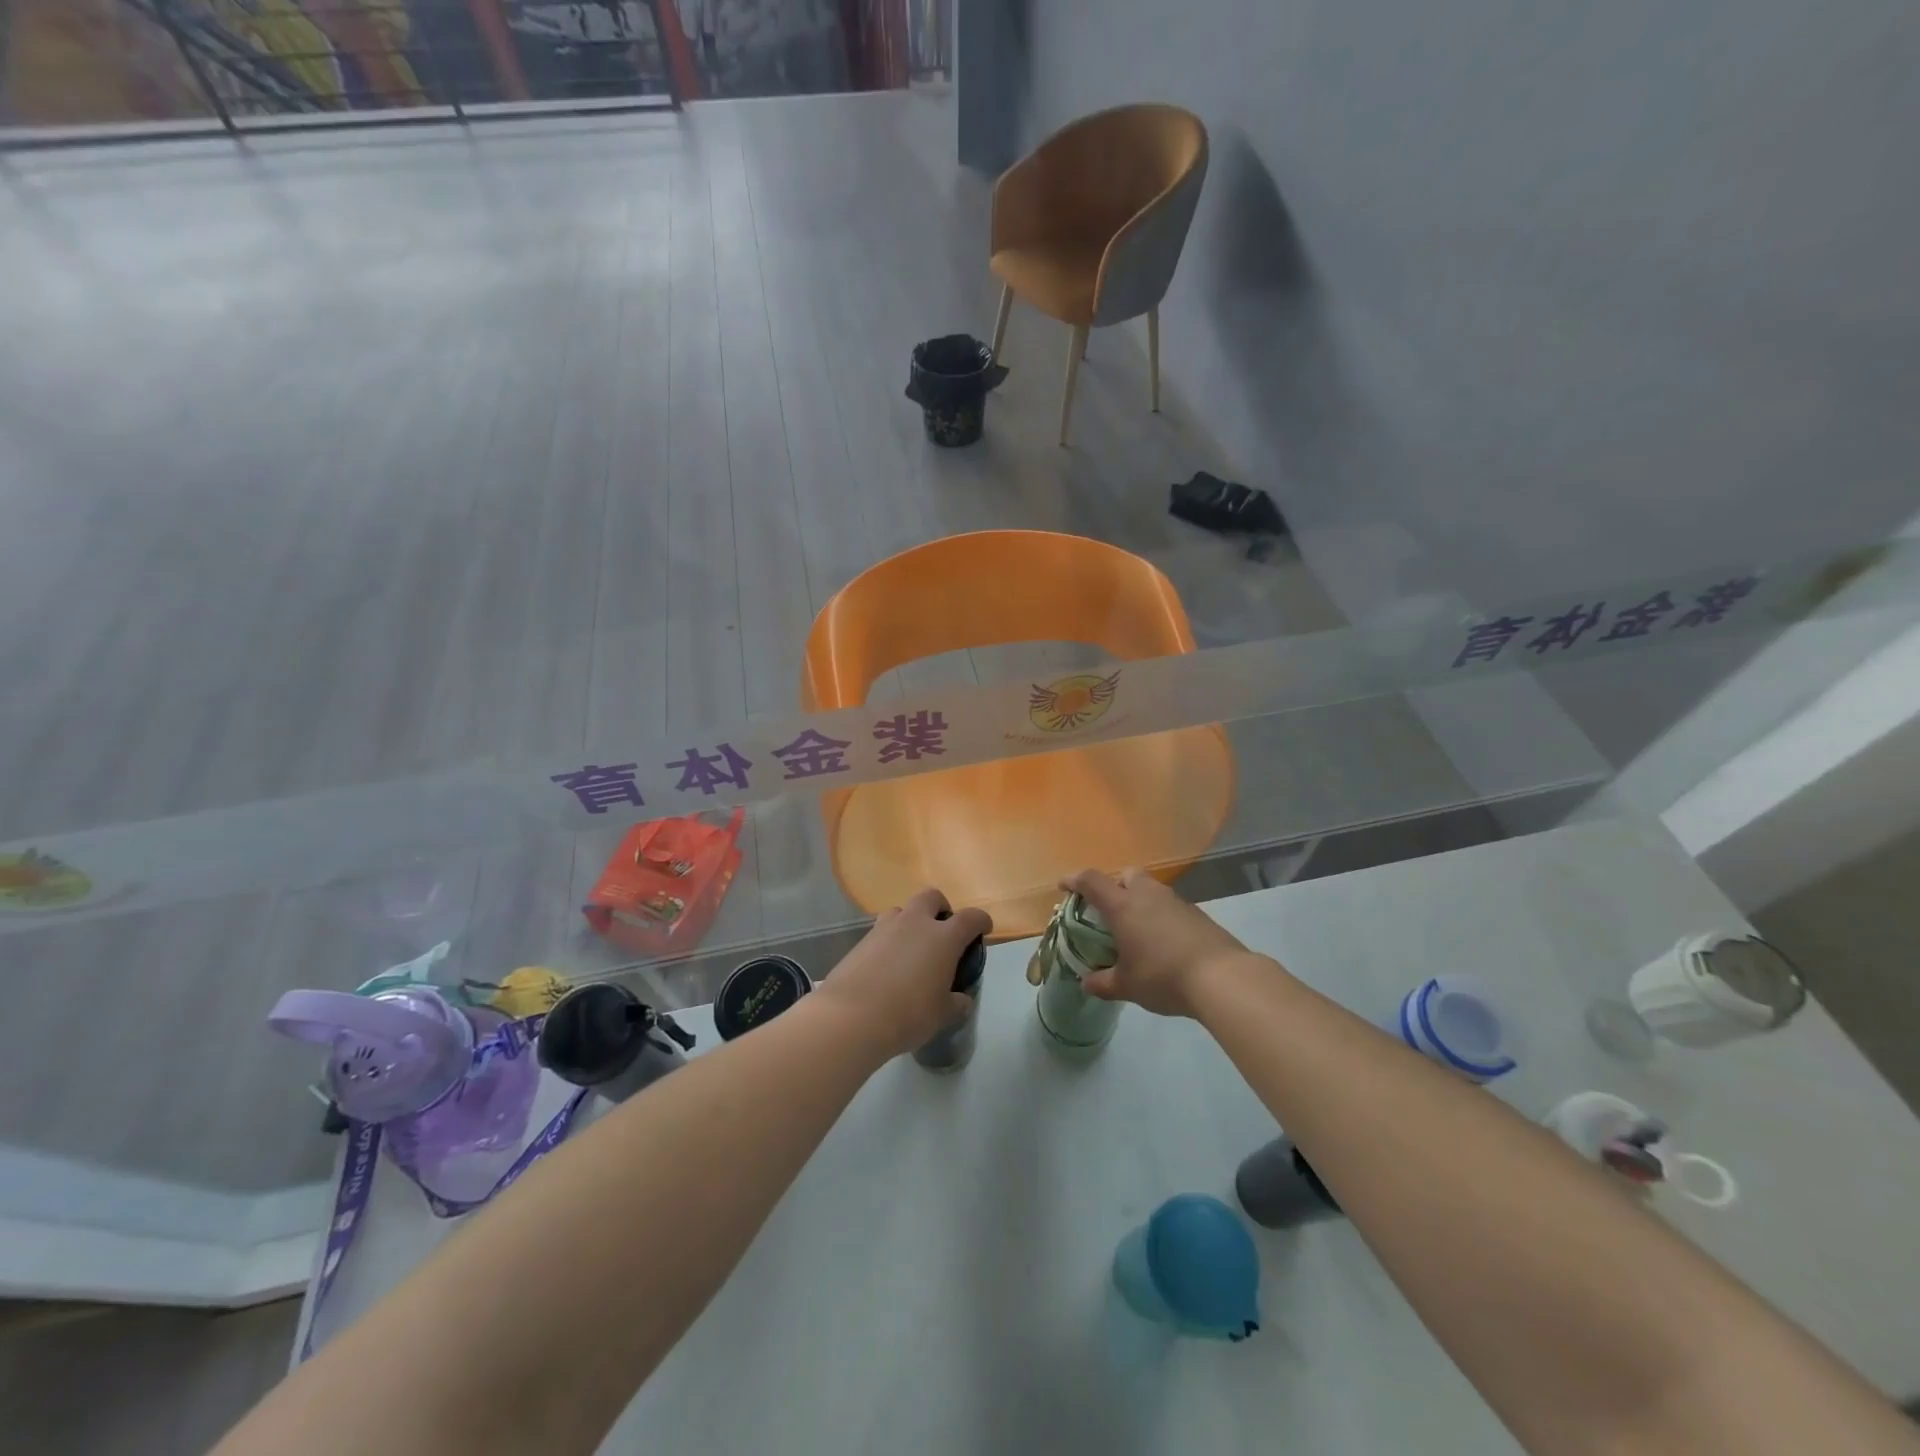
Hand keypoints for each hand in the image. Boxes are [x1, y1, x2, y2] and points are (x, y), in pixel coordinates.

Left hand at [818, 888, 992, 1059]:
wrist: (852, 1016)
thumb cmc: (908, 1014)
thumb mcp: (941, 1015)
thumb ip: (956, 1004)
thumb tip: (961, 1000)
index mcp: (943, 938)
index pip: (970, 918)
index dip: (980, 921)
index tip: (984, 928)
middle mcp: (915, 923)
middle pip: (931, 897)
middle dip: (941, 908)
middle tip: (942, 931)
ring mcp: (885, 928)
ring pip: (902, 910)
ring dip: (910, 921)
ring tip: (911, 947)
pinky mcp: (861, 941)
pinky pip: (881, 931)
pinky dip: (889, 940)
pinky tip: (887, 965)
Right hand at [1062, 868, 1257, 1018]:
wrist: (1221, 977)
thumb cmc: (1163, 976)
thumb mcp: (1126, 985)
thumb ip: (1103, 982)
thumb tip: (1086, 983)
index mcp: (1123, 906)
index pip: (1092, 881)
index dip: (1075, 880)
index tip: (1064, 887)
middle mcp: (1147, 895)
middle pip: (1126, 874)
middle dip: (1113, 885)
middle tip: (1107, 909)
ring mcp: (1175, 901)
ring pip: (1150, 888)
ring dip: (1138, 900)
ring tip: (1135, 929)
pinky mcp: (1196, 913)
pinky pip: (1168, 905)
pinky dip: (1159, 915)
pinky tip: (1161, 941)